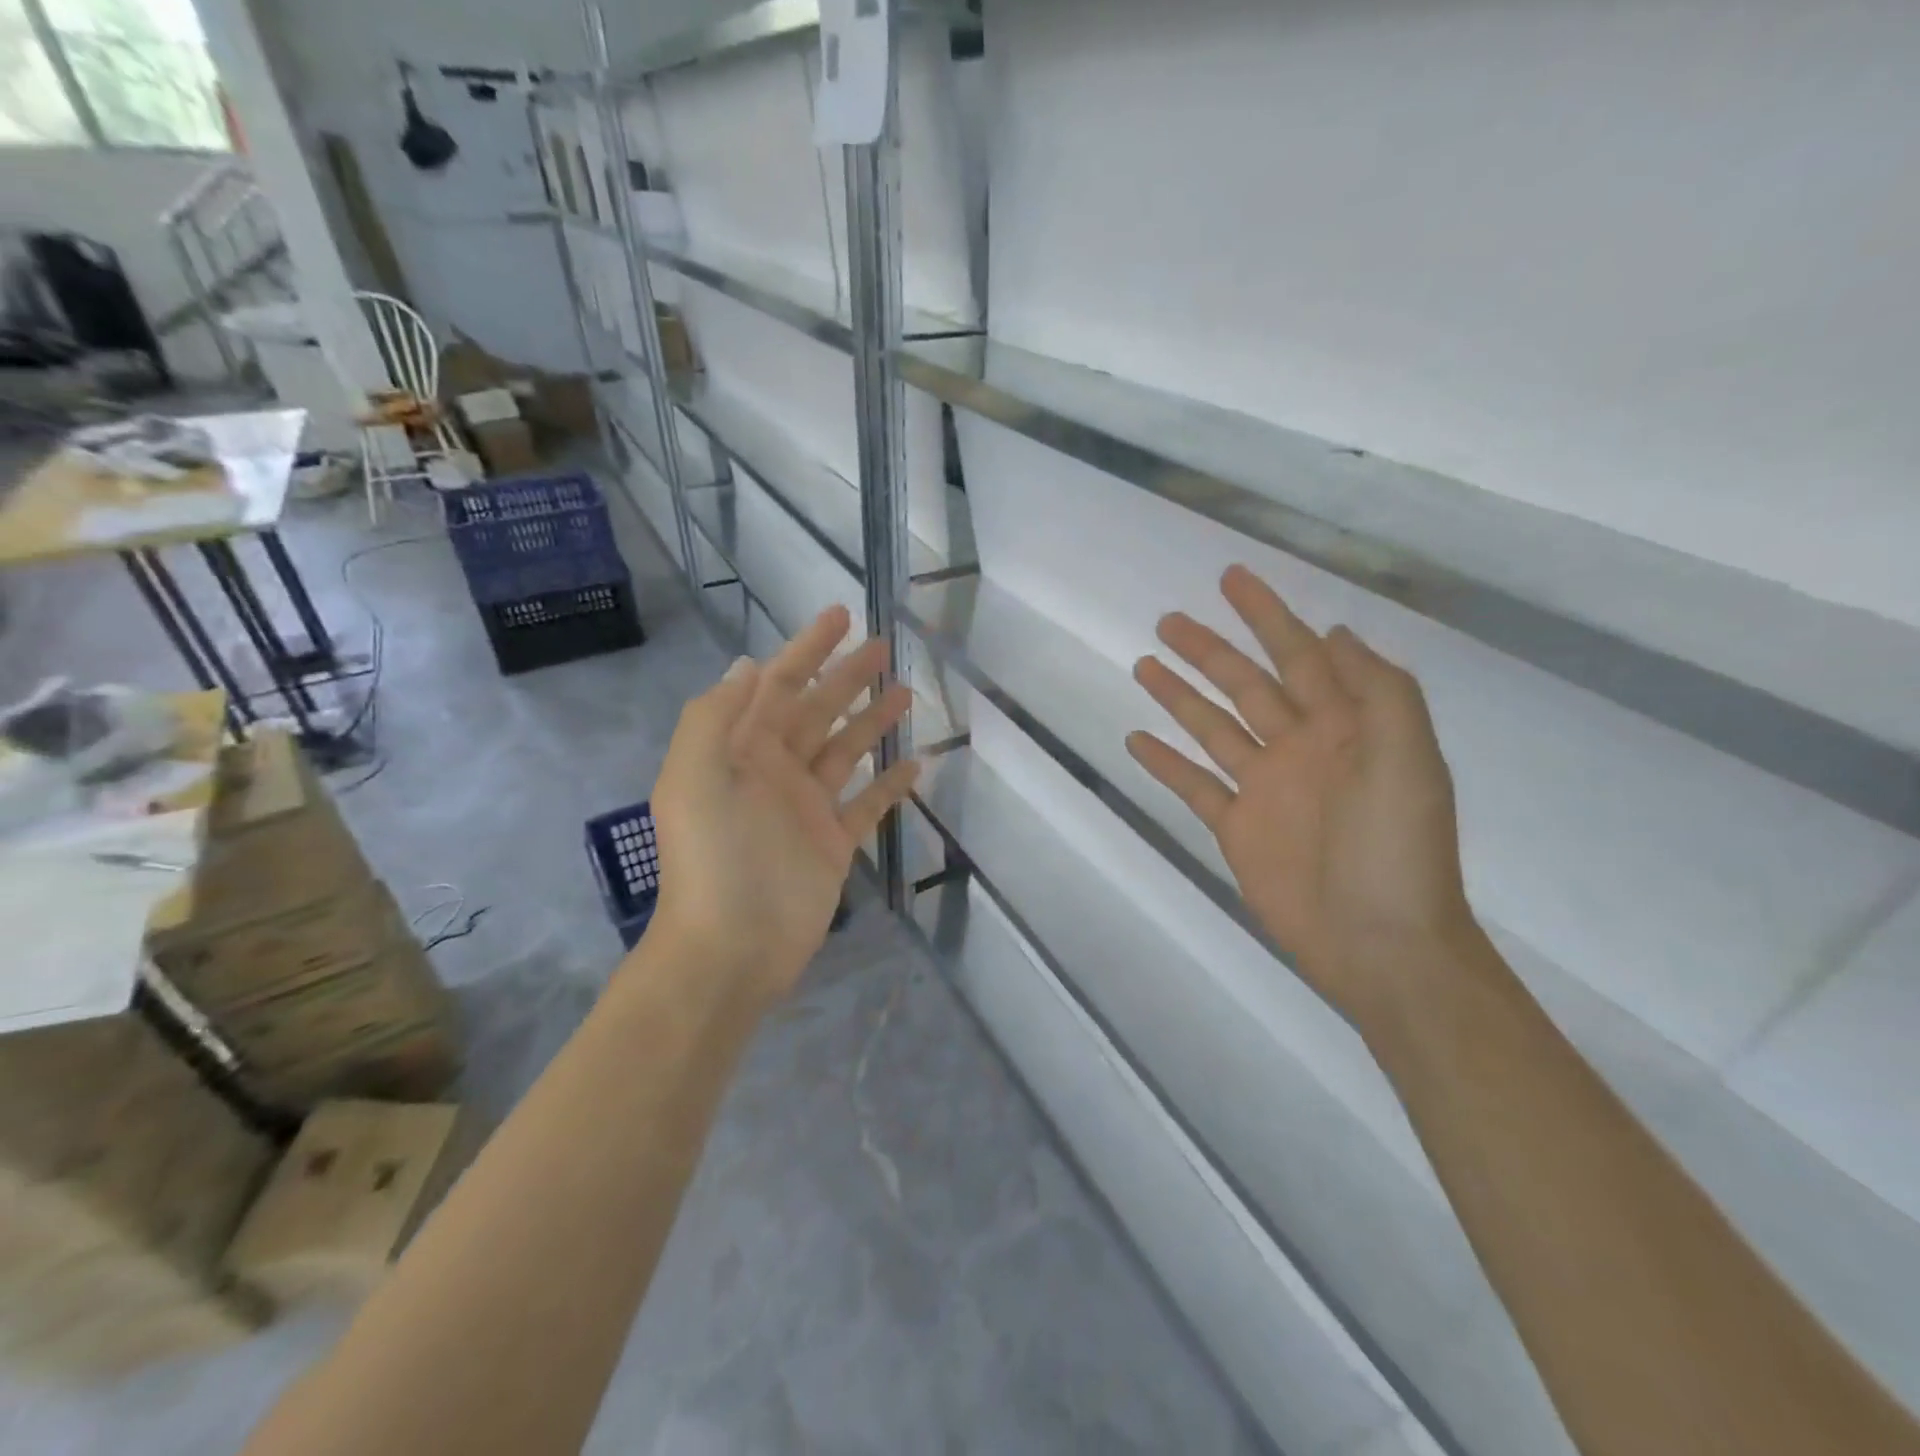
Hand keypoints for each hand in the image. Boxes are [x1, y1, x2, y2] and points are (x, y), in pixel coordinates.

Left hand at [648, 605, 919, 1007]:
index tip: (842, 616)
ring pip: (847, 750)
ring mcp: (807, 808)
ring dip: (873, 720)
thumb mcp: (693, 776)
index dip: (808, 647)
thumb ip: (716, 716)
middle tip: (885, 645)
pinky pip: (867, 804)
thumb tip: (750, 665)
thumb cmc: (713, 858)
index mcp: (742, 749)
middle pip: (819, 709)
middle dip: (848, 675)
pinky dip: (889, 784)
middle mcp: (775, 770)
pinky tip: (916, 762)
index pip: (780, 684)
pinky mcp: (834, 844)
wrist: (730, 947)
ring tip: (907, 693)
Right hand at [1126, 566, 1475, 1023]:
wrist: (1380, 942)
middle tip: (1167, 620)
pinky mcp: (1237, 827)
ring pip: (1214, 727)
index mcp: (1344, 726)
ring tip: (1144, 664)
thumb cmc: (1398, 848)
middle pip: (1245, 685)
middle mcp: (1300, 747)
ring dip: (1180, 696)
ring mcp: (1264, 788)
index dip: (1267, 614)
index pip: (1300, 654)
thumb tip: (1335, 633)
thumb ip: (1378, 691)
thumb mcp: (1409, 758)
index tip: (1231, 578)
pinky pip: (1194, 785)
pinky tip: (1137, 738)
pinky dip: (1166, 762)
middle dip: (1209, 650)